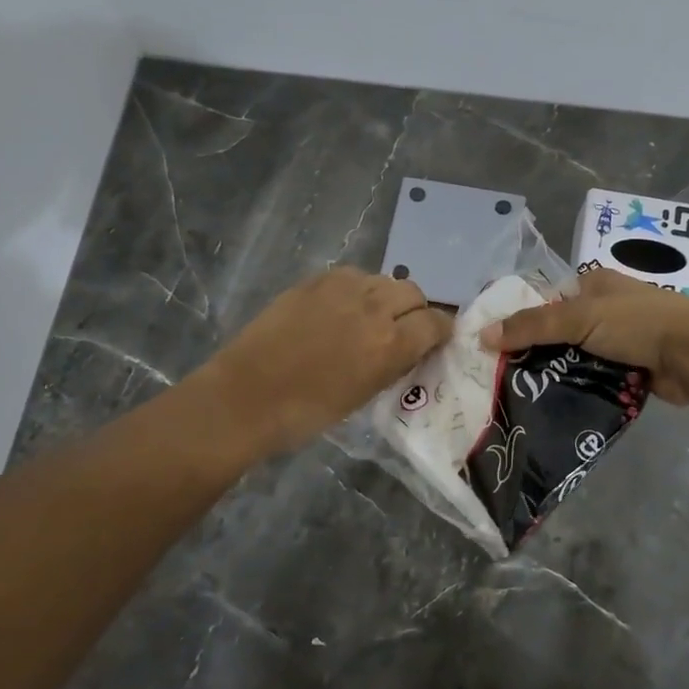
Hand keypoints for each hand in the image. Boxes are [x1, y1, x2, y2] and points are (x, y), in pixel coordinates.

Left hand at [199, 267, 452, 458]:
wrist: (248, 396)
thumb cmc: (307, 412)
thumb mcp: (365, 394)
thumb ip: (394, 363)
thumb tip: (409, 348)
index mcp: (391, 343)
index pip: (436, 322)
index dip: (440, 331)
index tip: (435, 340)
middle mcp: (374, 307)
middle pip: (413, 293)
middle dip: (415, 310)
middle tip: (403, 329)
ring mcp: (343, 288)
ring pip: (383, 279)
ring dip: (386, 296)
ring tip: (370, 316)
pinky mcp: (316, 280)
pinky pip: (352, 276)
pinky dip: (357, 289)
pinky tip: (342, 308)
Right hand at [480, 268, 688, 405]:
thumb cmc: (637, 323)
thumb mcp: (579, 318)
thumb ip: (531, 326)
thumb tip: (481, 335)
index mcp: (594, 284)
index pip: (546, 300)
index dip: (521, 319)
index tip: (494, 345)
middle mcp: (606, 307)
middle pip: (560, 331)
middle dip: (537, 352)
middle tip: (505, 376)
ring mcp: (620, 338)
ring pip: (576, 357)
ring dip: (558, 373)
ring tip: (522, 394)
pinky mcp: (631, 366)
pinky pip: (595, 376)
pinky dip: (580, 387)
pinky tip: (555, 403)